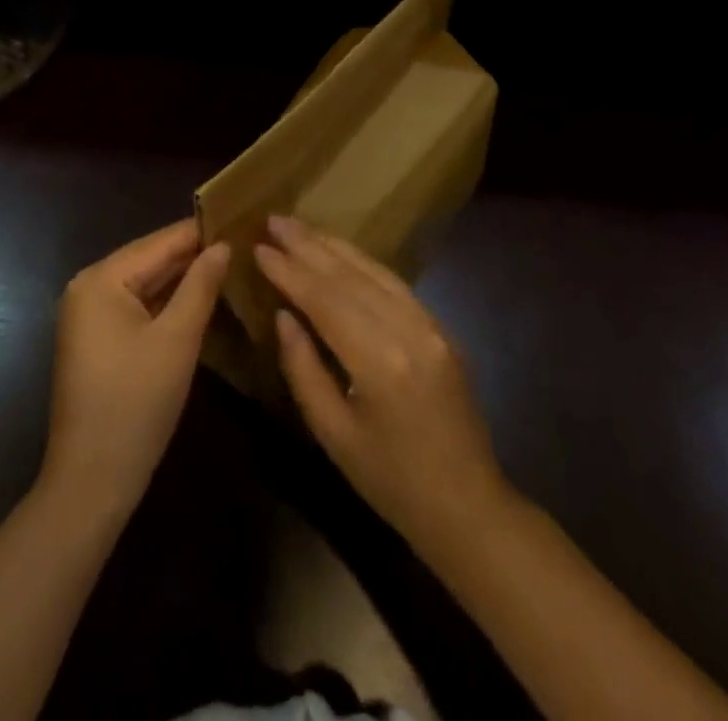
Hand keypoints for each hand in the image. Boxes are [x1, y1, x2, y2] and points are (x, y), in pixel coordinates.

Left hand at [43, 221, 230, 521]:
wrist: (91, 481)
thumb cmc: (136, 404)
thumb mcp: (177, 340)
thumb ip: (201, 285)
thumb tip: (223, 245)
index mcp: (101, 279)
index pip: (160, 242)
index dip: (202, 231)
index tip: (242, 217)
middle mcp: (88, 287)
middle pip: (150, 259)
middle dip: (194, 254)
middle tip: (243, 241)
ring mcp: (89, 314)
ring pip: (145, 283)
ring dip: (183, 277)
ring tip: (230, 262)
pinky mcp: (96, 338)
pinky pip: (137, 305)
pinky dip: (166, 301)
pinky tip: (200, 297)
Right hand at [254, 215, 505, 545]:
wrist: (468, 507)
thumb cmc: (391, 482)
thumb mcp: (333, 434)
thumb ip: (303, 368)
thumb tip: (284, 315)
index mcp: (379, 361)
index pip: (325, 299)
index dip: (289, 270)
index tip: (259, 247)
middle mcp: (408, 329)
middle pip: (350, 275)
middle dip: (309, 245)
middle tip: (274, 219)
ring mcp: (431, 324)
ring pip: (375, 271)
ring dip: (335, 246)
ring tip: (301, 227)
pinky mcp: (441, 328)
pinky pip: (396, 284)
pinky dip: (363, 263)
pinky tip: (342, 254)